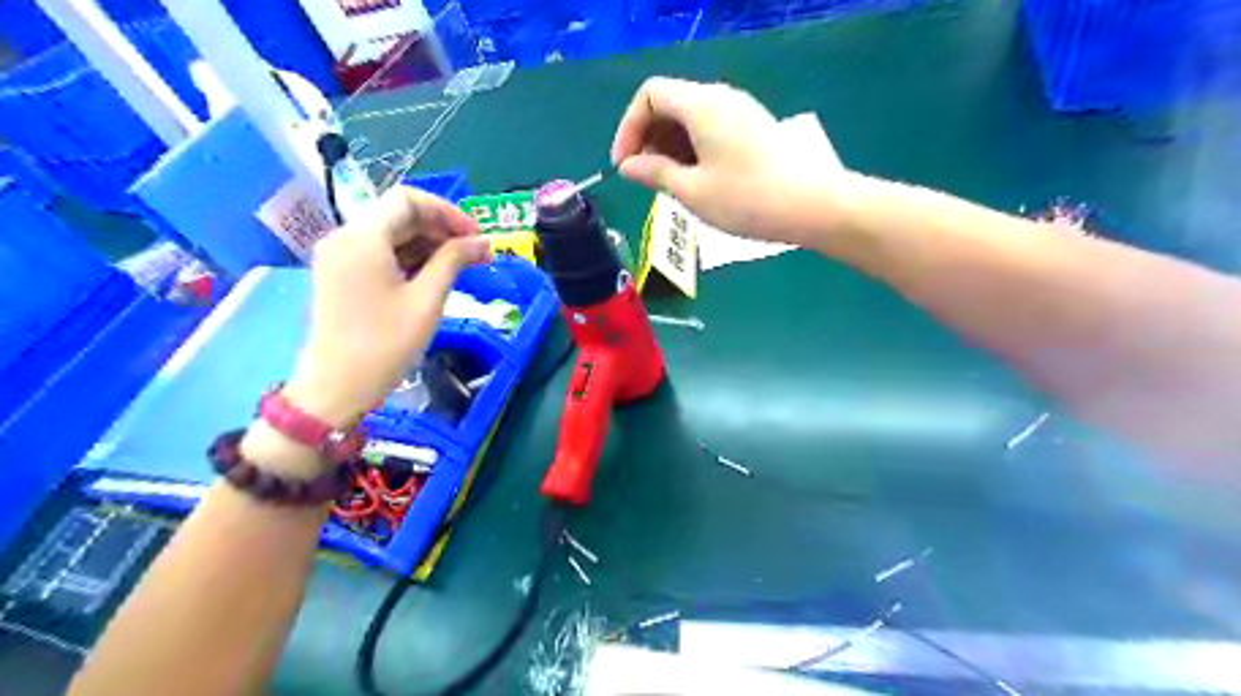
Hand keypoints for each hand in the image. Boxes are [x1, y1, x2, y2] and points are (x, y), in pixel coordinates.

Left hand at [284, 186, 493, 426]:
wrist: (336, 387)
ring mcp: (339, 255)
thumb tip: (484, 241)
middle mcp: (345, 236)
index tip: (477, 237)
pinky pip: (380, 253)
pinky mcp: (340, 274)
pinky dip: (410, 258)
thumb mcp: (427, 300)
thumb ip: (455, 260)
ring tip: (463, 268)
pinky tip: (435, 277)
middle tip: (478, 256)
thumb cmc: (385, 344)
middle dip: (442, 230)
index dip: (449, 212)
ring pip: (392, 234)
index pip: (409, 200)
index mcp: (362, 237)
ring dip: (429, 245)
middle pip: (400, 215)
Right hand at [609, 76, 854, 245]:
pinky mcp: (754, 128)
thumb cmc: (747, 199)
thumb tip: (628, 166)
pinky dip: (692, 148)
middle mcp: (720, 97)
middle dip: (648, 138)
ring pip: (691, 117)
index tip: (624, 166)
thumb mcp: (692, 191)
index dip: (629, 128)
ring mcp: (740, 111)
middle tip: (645, 178)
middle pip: (670, 102)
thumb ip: (654, 173)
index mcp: (701, 105)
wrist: (813, 205)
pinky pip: (711, 128)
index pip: (650, 95)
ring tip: (669, 185)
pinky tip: (696, 180)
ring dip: (669, 146)